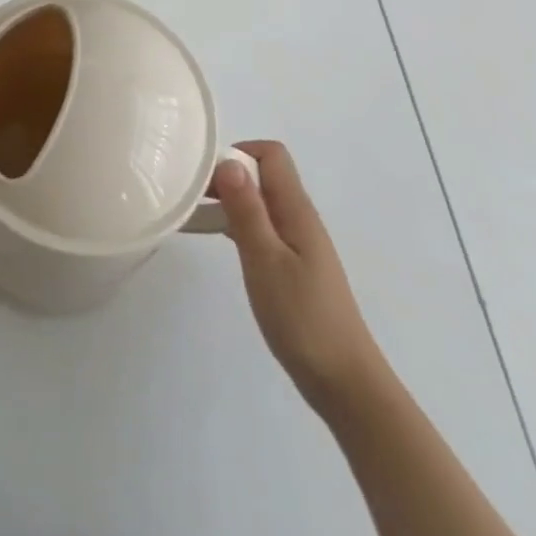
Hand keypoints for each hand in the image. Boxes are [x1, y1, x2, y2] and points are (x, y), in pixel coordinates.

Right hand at [212, 141, 382, 411]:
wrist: (344, 382)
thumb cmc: (302, 318)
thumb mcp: (265, 260)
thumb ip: (247, 210)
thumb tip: (228, 161)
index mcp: (296, 209)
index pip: (271, 154)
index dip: (238, 152)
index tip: (206, 175)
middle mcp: (299, 217)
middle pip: (264, 174)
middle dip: (227, 175)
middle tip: (191, 194)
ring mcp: (298, 242)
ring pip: (261, 201)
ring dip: (230, 199)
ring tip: (195, 213)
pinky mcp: (293, 265)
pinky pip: (262, 226)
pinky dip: (238, 224)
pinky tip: (219, 240)